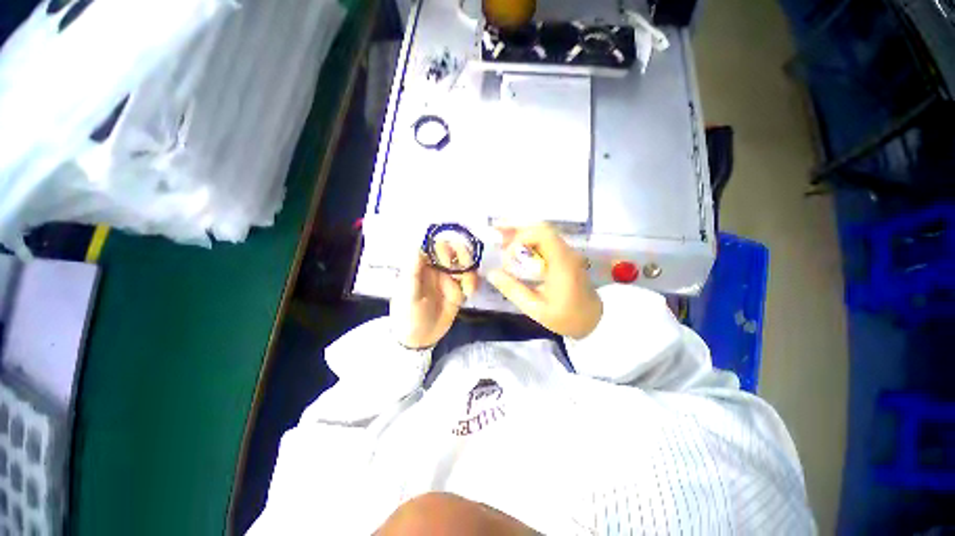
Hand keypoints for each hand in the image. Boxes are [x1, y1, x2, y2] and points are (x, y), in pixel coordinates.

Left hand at [390, 244, 478, 348]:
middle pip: (454, 250)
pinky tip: (470, 293)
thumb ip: (413, 272)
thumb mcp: (408, 295)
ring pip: (465, 263)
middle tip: (465, 270)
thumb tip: (417, 246)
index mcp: (421, 264)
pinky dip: (473, 282)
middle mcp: (437, 267)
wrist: (420, 339)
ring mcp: (449, 277)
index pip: (435, 245)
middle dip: (463, 256)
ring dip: (470, 273)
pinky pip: (470, 279)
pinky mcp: (459, 289)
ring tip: (468, 290)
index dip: (444, 248)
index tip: (448, 262)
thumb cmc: (408, 316)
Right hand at [487, 224, 601, 338]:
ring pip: (542, 233)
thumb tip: (492, 273)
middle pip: (540, 229)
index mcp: (561, 262)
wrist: (593, 320)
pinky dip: (528, 244)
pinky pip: (545, 242)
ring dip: (522, 238)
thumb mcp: (535, 308)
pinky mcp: (564, 256)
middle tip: (499, 244)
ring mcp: (566, 252)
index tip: (508, 257)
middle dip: (517, 233)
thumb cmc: (565, 317)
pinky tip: (516, 254)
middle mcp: (566, 252)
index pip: (542, 233)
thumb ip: (513, 290)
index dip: (520, 238)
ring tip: (504, 249)